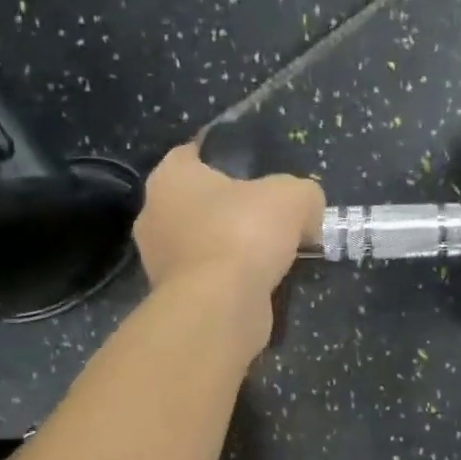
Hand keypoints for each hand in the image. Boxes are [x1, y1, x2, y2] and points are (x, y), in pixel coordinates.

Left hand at [135, 142, 323, 303]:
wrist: (220, 306)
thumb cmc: (244, 234)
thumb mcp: (294, 197)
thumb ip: (303, 194)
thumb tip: (307, 212)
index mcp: (170, 175)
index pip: (196, 152)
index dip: (228, 158)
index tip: (259, 171)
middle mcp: (153, 213)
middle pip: (200, 201)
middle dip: (231, 208)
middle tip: (270, 215)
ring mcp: (157, 259)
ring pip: (203, 242)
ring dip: (231, 248)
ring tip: (270, 254)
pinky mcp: (172, 295)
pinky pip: (207, 276)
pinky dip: (228, 279)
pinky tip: (258, 283)